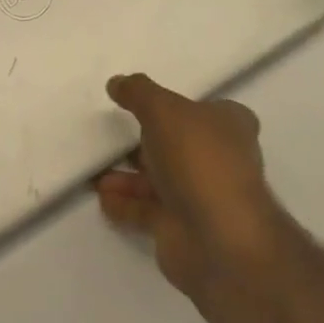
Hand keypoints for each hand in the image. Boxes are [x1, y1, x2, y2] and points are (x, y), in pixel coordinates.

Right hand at [97, 74, 284, 304]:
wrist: (218, 239)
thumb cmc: (198, 159)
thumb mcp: (163, 109)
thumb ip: (138, 93)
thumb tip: (117, 83)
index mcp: (228, 127)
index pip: (209, 110)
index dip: (183, 105)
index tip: (150, 103)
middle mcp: (218, 160)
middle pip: (178, 144)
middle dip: (144, 142)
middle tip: (111, 133)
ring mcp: (201, 196)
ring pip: (159, 179)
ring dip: (128, 176)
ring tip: (95, 169)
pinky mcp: (182, 228)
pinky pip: (147, 211)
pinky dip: (125, 203)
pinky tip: (101, 197)